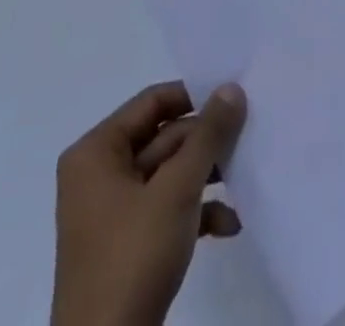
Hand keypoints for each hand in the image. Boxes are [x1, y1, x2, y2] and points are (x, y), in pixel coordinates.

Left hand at [51, 81, 247, 325]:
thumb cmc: (133, 257)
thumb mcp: (177, 189)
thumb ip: (208, 134)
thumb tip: (232, 87)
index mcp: (96, 153)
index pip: (152, 101)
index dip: (194, 96)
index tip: (234, 99)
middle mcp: (98, 175)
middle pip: (164, 137)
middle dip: (206, 143)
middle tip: (248, 140)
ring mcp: (112, 213)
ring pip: (169, 174)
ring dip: (207, 177)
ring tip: (244, 178)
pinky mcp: (126, 246)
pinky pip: (166, 209)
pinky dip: (196, 212)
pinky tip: (229, 223)